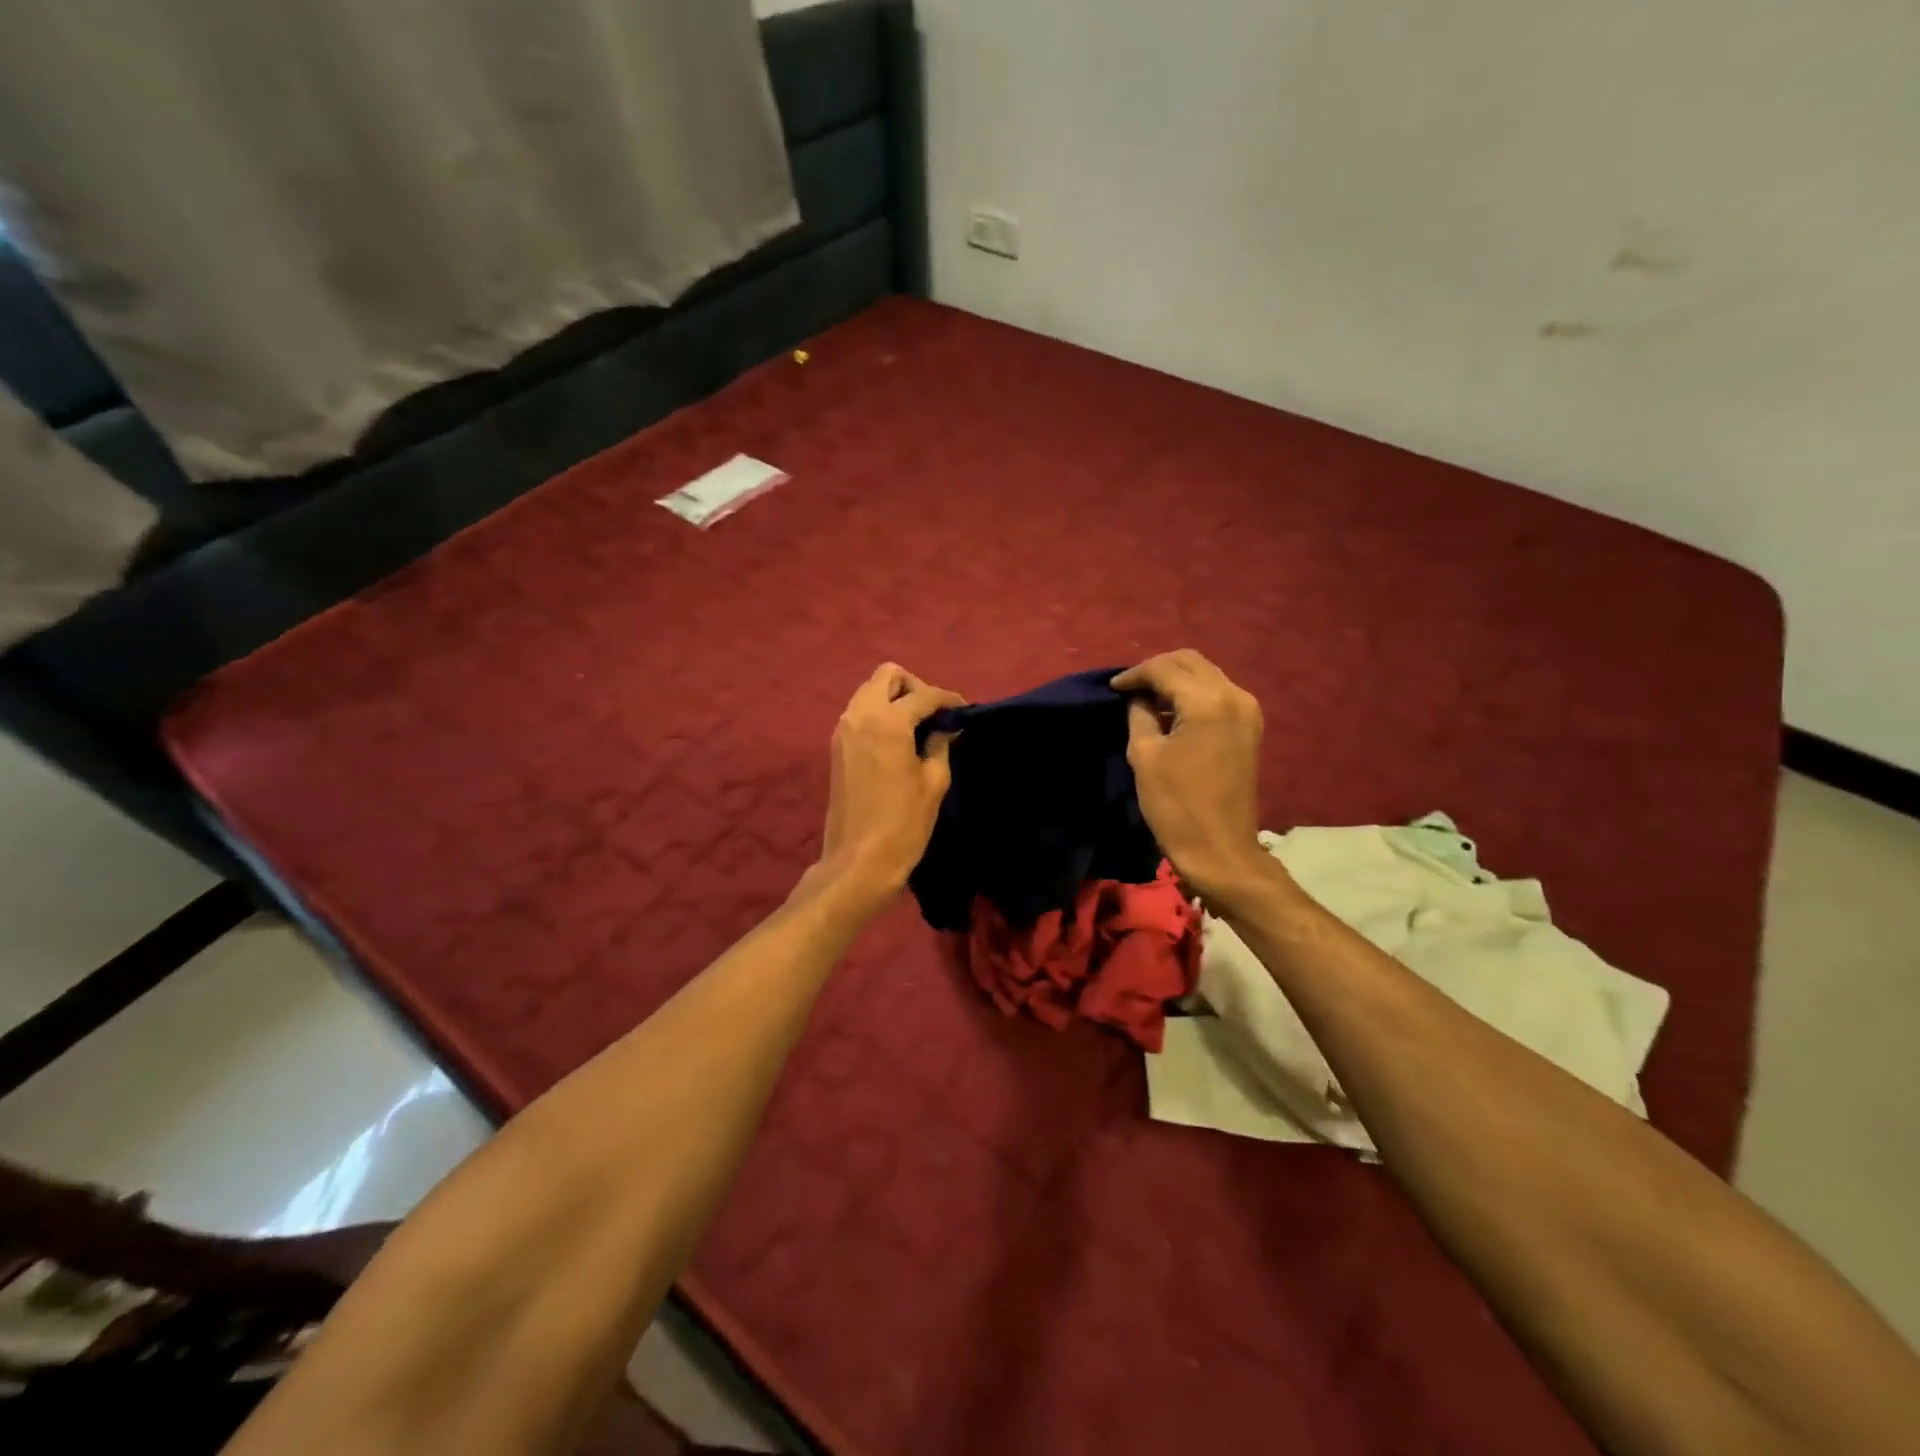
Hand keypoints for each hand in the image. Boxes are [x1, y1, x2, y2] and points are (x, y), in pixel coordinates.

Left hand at [815, 663, 963, 907]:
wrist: (859, 861)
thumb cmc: (904, 824)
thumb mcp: (934, 782)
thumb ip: (940, 745)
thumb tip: (946, 728)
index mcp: (888, 722)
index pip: (923, 694)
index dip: (948, 699)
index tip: (964, 711)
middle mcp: (860, 715)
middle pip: (888, 675)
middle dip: (914, 687)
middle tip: (933, 715)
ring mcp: (843, 729)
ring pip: (870, 691)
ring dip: (895, 699)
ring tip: (917, 727)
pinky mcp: (836, 746)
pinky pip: (860, 712)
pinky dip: (879, 714)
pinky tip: (898, 740)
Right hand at [1112, 650, 1271, 909]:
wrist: (1220, 849)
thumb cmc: (1176, 806)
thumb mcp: (1145, 756)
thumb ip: (1140, 715)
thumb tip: (1139, 698)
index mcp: (1207, 702)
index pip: (1165, 668)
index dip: (1135, 675)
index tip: (1112, 687)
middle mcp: (1234, 696)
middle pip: (1190, 662)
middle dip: (1157, 669)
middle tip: (1129, 688)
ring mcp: (1247, 711)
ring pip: (1206, 674)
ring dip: (1176, 679)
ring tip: (1147, 698)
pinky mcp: (1249, 727)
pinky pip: (1217, 693)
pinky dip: (1192, 694)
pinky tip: (1172, 712)